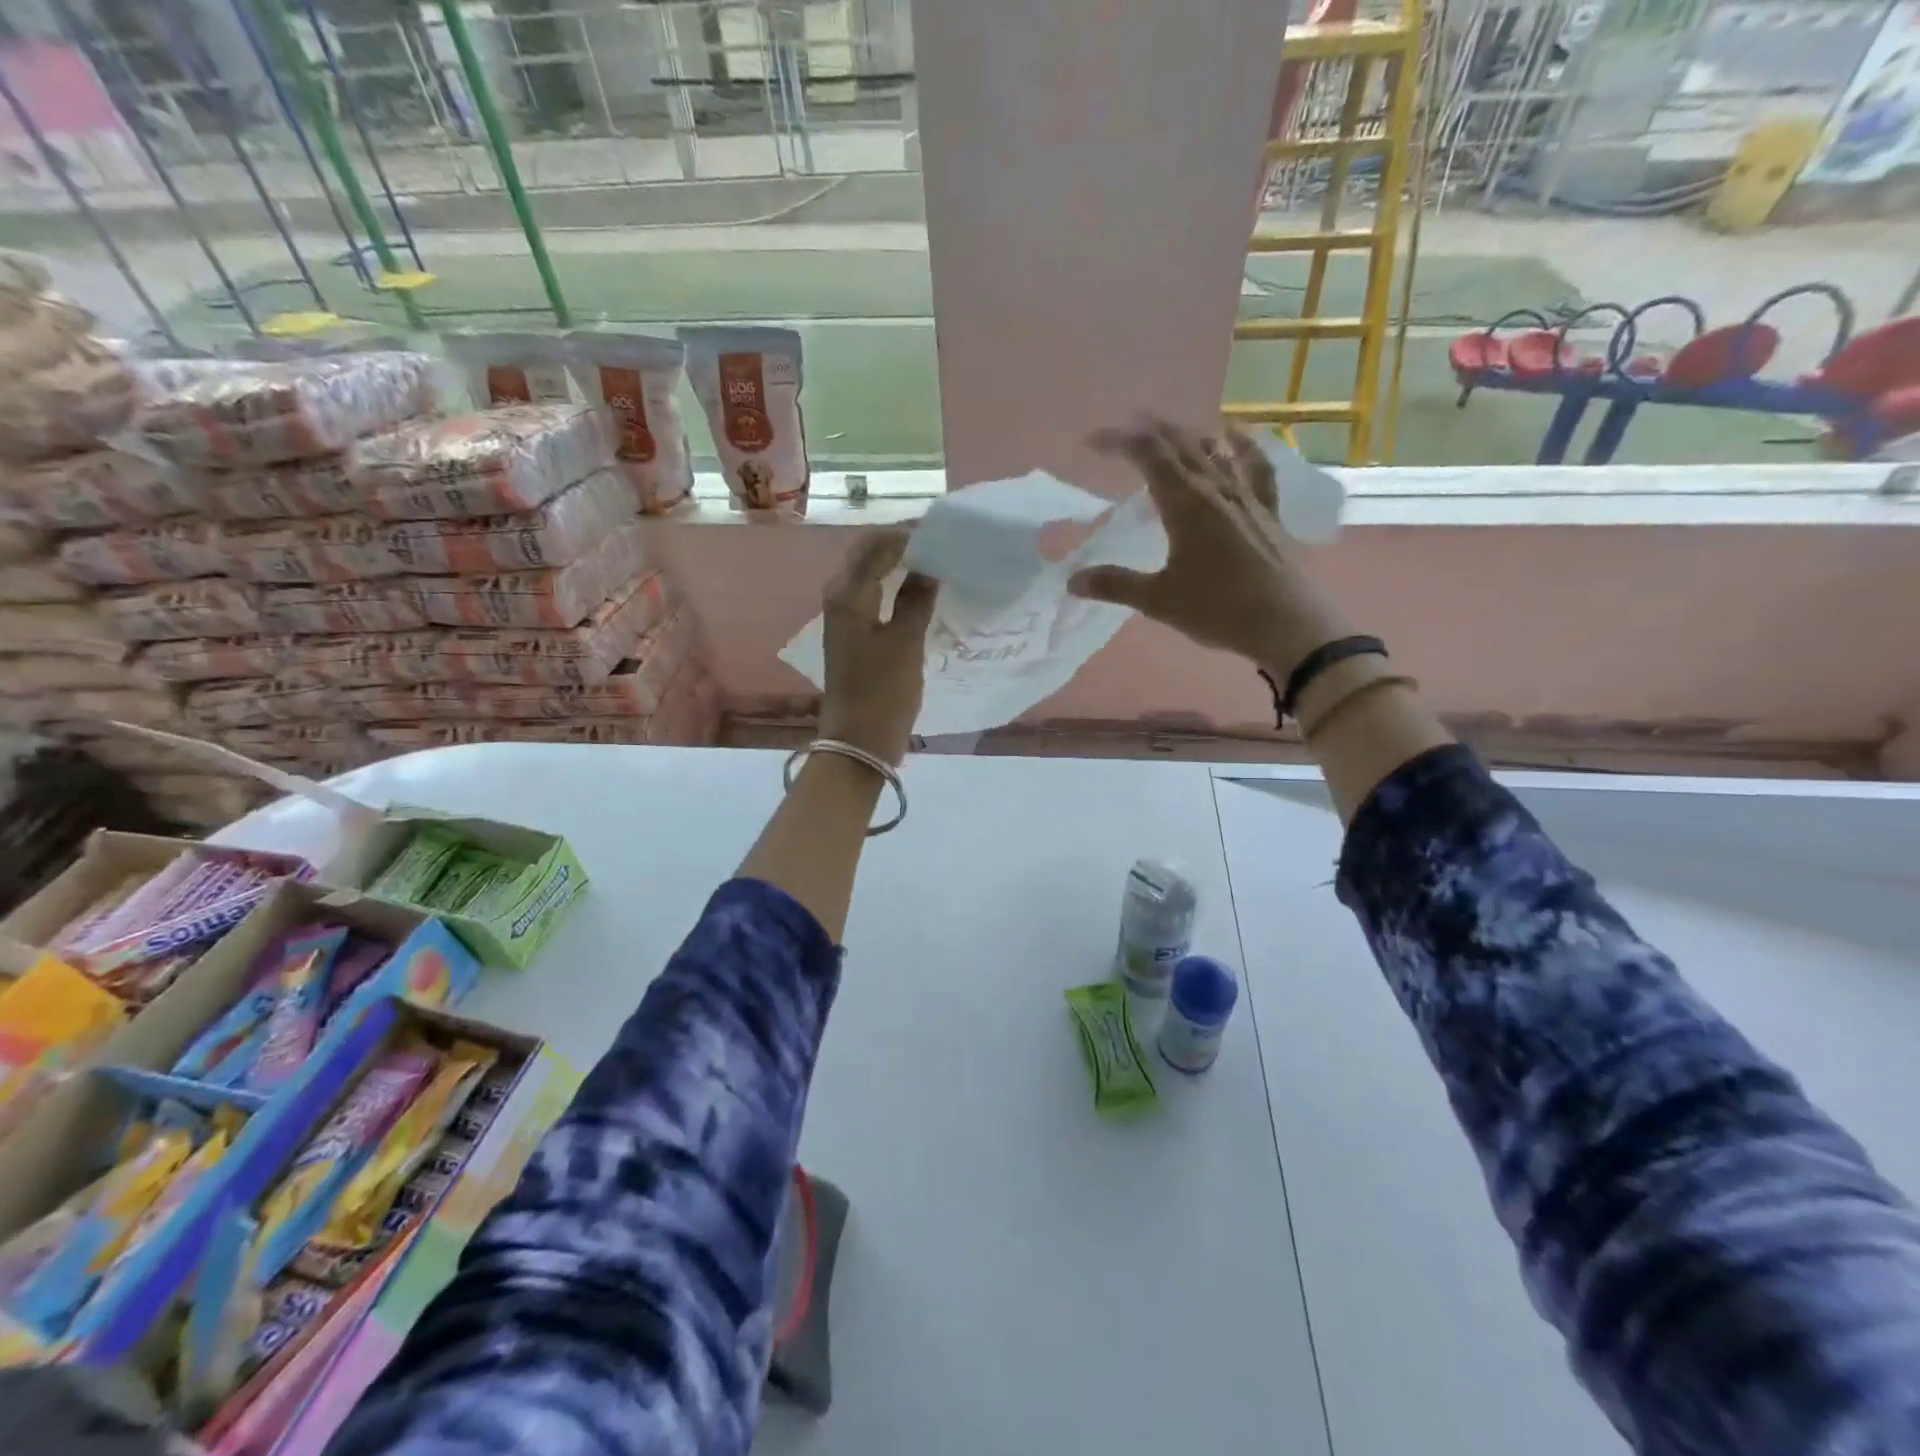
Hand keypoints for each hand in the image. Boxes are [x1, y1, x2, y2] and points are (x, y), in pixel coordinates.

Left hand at [818, 528, 937, 764]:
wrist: (858, 742)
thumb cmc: (881, 693)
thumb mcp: (905, 643)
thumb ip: (917, 598)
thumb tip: (931, 564)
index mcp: (848, 593)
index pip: (878, 544)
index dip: (910, 532)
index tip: (946, 529)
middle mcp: (840, 596)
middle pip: (871, 553)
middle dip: (905, 542)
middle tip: (946, 542)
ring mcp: (845, 615)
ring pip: (873, 572)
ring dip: (902, 562)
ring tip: (940, 560)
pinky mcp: (855, 633)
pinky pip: (876, 594)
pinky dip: (898, 585)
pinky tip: (924, 590)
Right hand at [1067, 418, 1349, 678]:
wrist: (1286, 623)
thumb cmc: (1218, 609)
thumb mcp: (1159, 600)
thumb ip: (1116, 584)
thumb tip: (1072, 580)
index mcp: (1186, 505)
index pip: (1148, 456)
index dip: (1119, 442)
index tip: (1091, 443)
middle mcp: (1216, 489)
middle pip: (1180, 445)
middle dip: (1150, 429)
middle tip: (1125, 424)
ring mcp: (1246, 496)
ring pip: (1214, 450)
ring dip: (1186, 435)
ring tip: (1167, 430)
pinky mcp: (1267, 510)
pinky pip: (1255, 467)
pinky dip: (1243, 446)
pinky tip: (1236, 434)